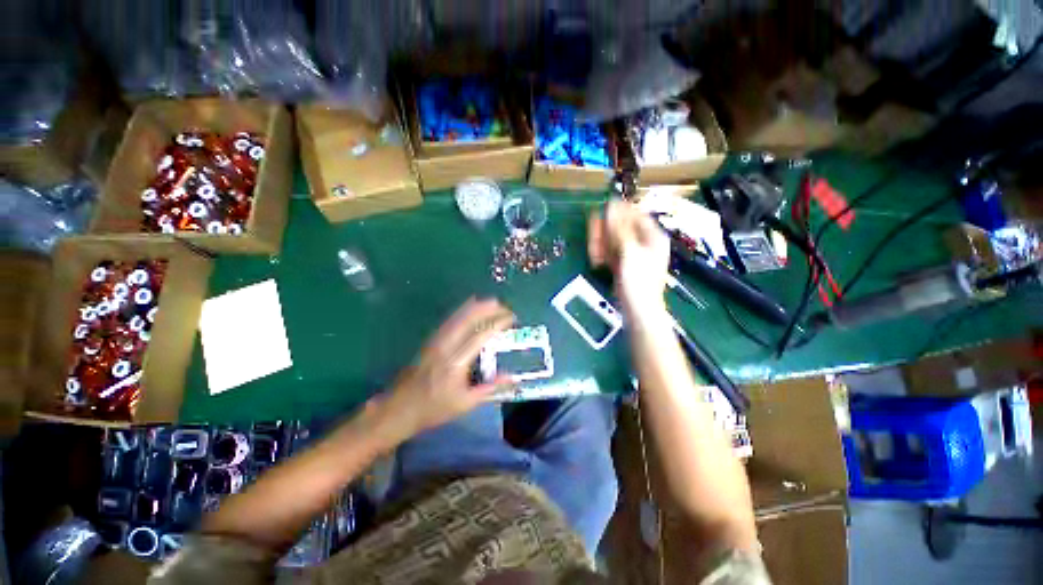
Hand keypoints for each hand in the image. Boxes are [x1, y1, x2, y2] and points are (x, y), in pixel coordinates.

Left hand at [379, 298, 514, 437]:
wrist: (399, 409)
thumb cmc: (434, 409)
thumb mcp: (465, 403)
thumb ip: (490, 388)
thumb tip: (512, 376)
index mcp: (456, 362)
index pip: (480, 335)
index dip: (497, 323)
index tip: (511, 318)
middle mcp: (446, 346)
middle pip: (468, 320)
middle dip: (487, 309)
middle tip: (503, 305)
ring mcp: (436, 341)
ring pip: (457, 317)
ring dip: (475, 307)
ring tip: (491, 301)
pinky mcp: (430, 341)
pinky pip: (449, 320)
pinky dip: (462, 311)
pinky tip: (469, 308)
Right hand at [588, 200, 669, 318]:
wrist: (638, 310)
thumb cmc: (638, 281)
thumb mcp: (630, 252)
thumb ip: (619, 229)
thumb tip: (611, 207)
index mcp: (652, 237)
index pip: (636, 215)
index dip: (619, 210)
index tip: (603, 208)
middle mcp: (644, 243)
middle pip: (622, 228)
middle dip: (606, 231)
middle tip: (592, 232)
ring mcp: (633, 254)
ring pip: (614, 241)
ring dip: (601, 244)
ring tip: (594, 252)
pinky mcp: (623, 264)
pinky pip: (611, 253)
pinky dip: (603, 254)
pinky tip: (596, 259)